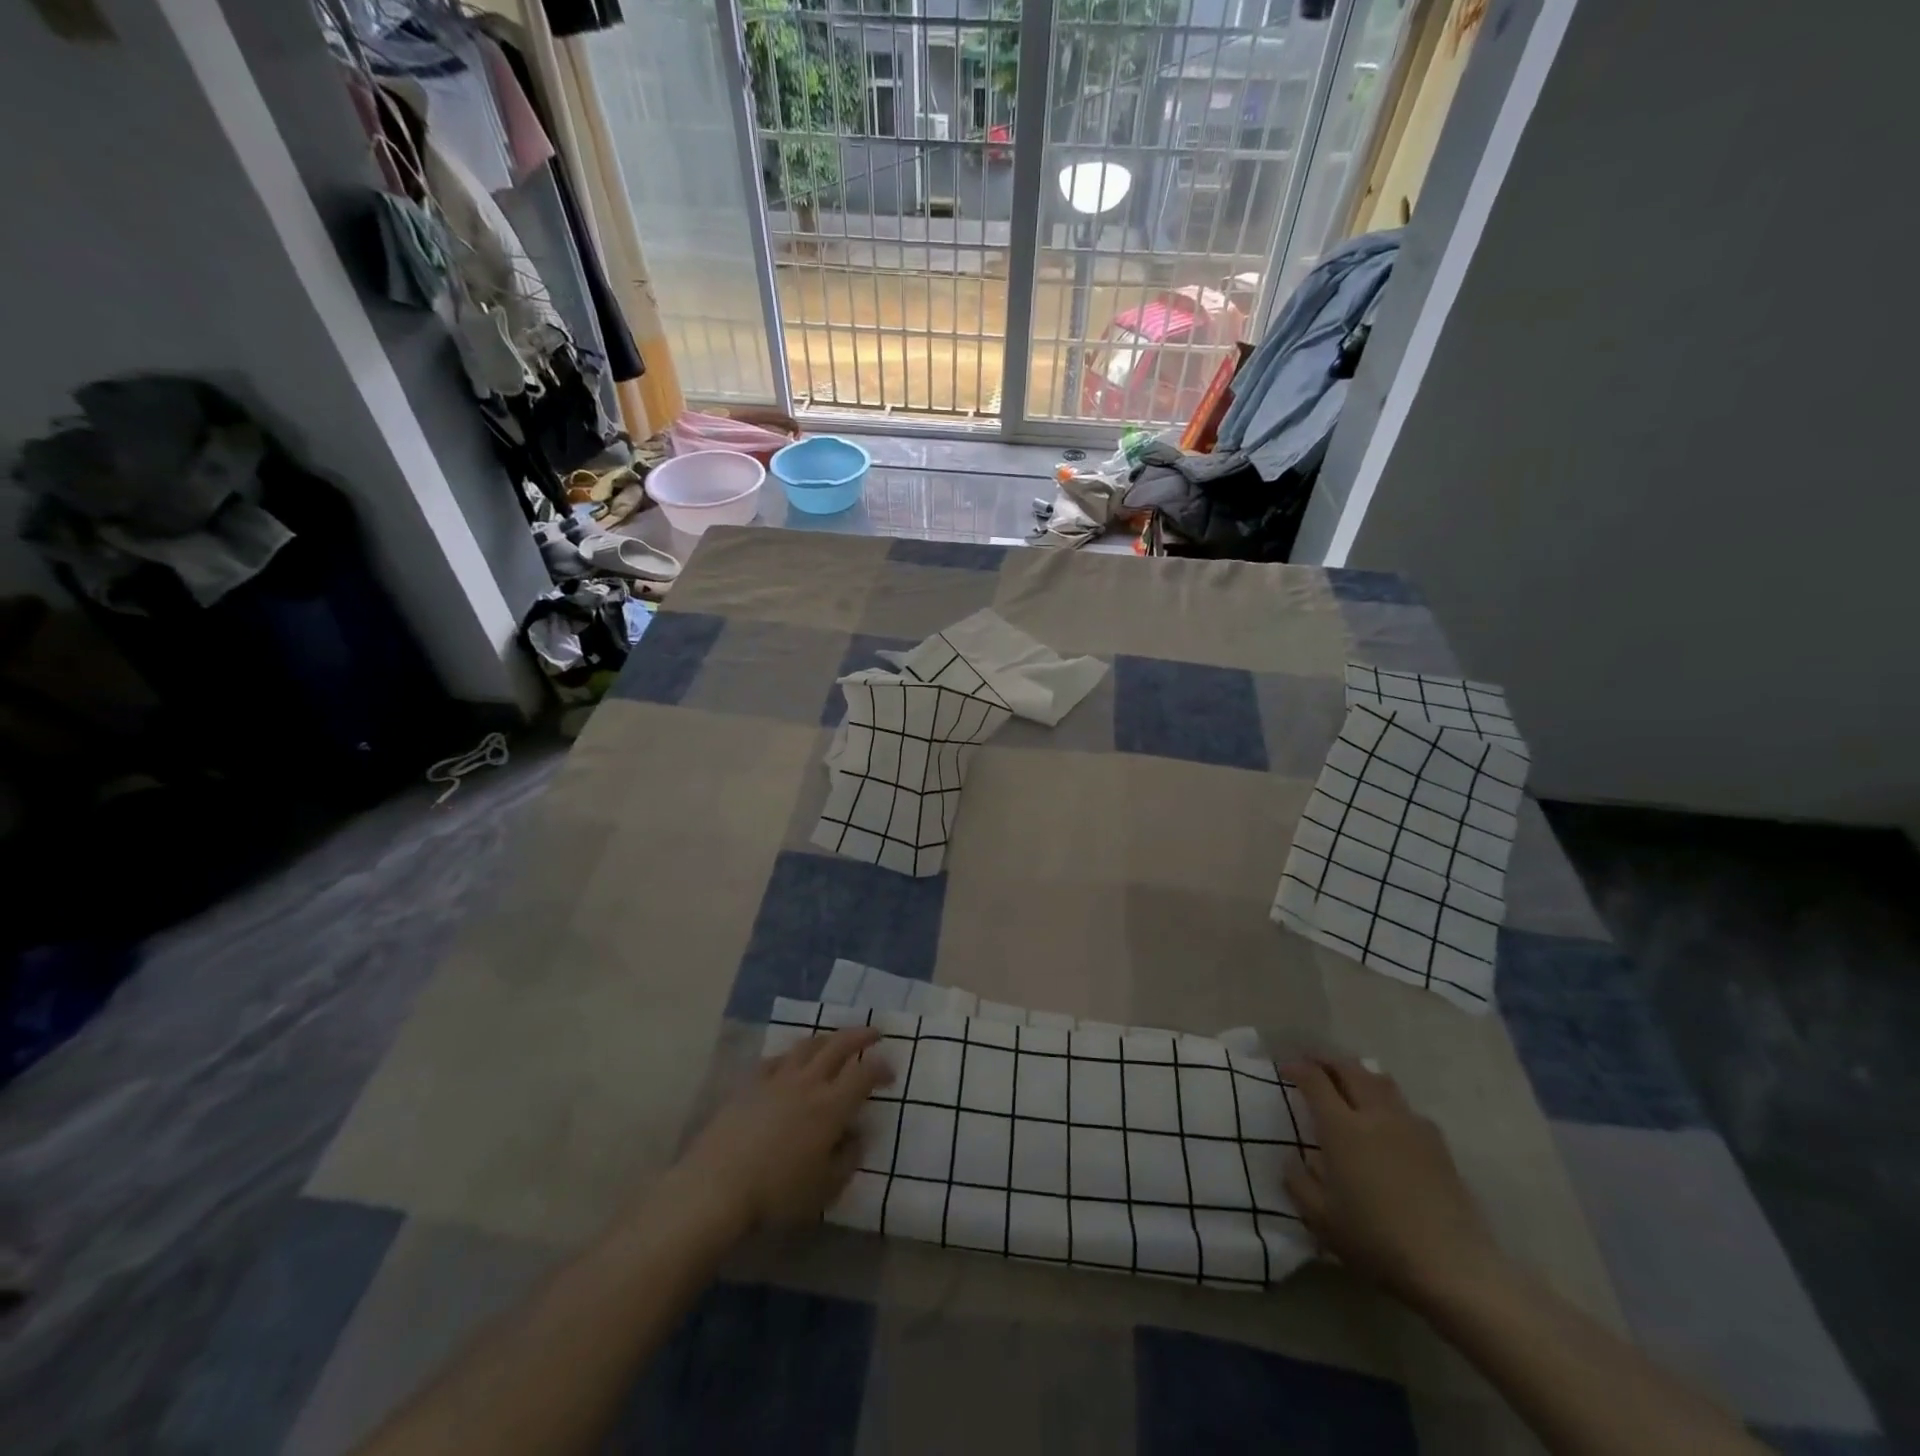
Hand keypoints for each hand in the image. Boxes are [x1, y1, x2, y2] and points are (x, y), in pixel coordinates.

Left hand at [675, 1026, 893, 1235]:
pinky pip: (776, 1059)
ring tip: (835, 1040)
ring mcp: (777, 1079)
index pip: (864, 1074)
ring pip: (807, 1045)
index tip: (891, 1072)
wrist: (717, 1186)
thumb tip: (858, 1134)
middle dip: (860, 1035)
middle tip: (874, 1032)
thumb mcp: (825, 1188)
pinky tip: (791, 1062)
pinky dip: (791, 1055)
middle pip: (838, 1045)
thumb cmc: (777, 1193)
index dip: (881, 1068)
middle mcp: (808, 1082)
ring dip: (827, 1038)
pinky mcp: (750, 1084)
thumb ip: (848, 1158)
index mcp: (831, 1106)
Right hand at [1282, 1057, 1505, 1308]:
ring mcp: (1411, 1126)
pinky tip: (1387, 1120)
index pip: (1315, 1080)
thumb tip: (1293, 1160)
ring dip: (1358, 1073)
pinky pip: (1406, 1106)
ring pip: (1381, 1080)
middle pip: (1349, 1069)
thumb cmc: (1377, 1241)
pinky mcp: (1438, 1144)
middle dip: (1326, 1061)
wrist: (1453, 1268)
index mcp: (1342, 1128)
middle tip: (1312, 1065)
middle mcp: (1375, 1115)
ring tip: (1348, 1081)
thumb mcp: (1321, 1219)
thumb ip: (1298, 1182)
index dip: (1297, 1068)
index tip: (1285, 1069)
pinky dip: (1387, 1100)